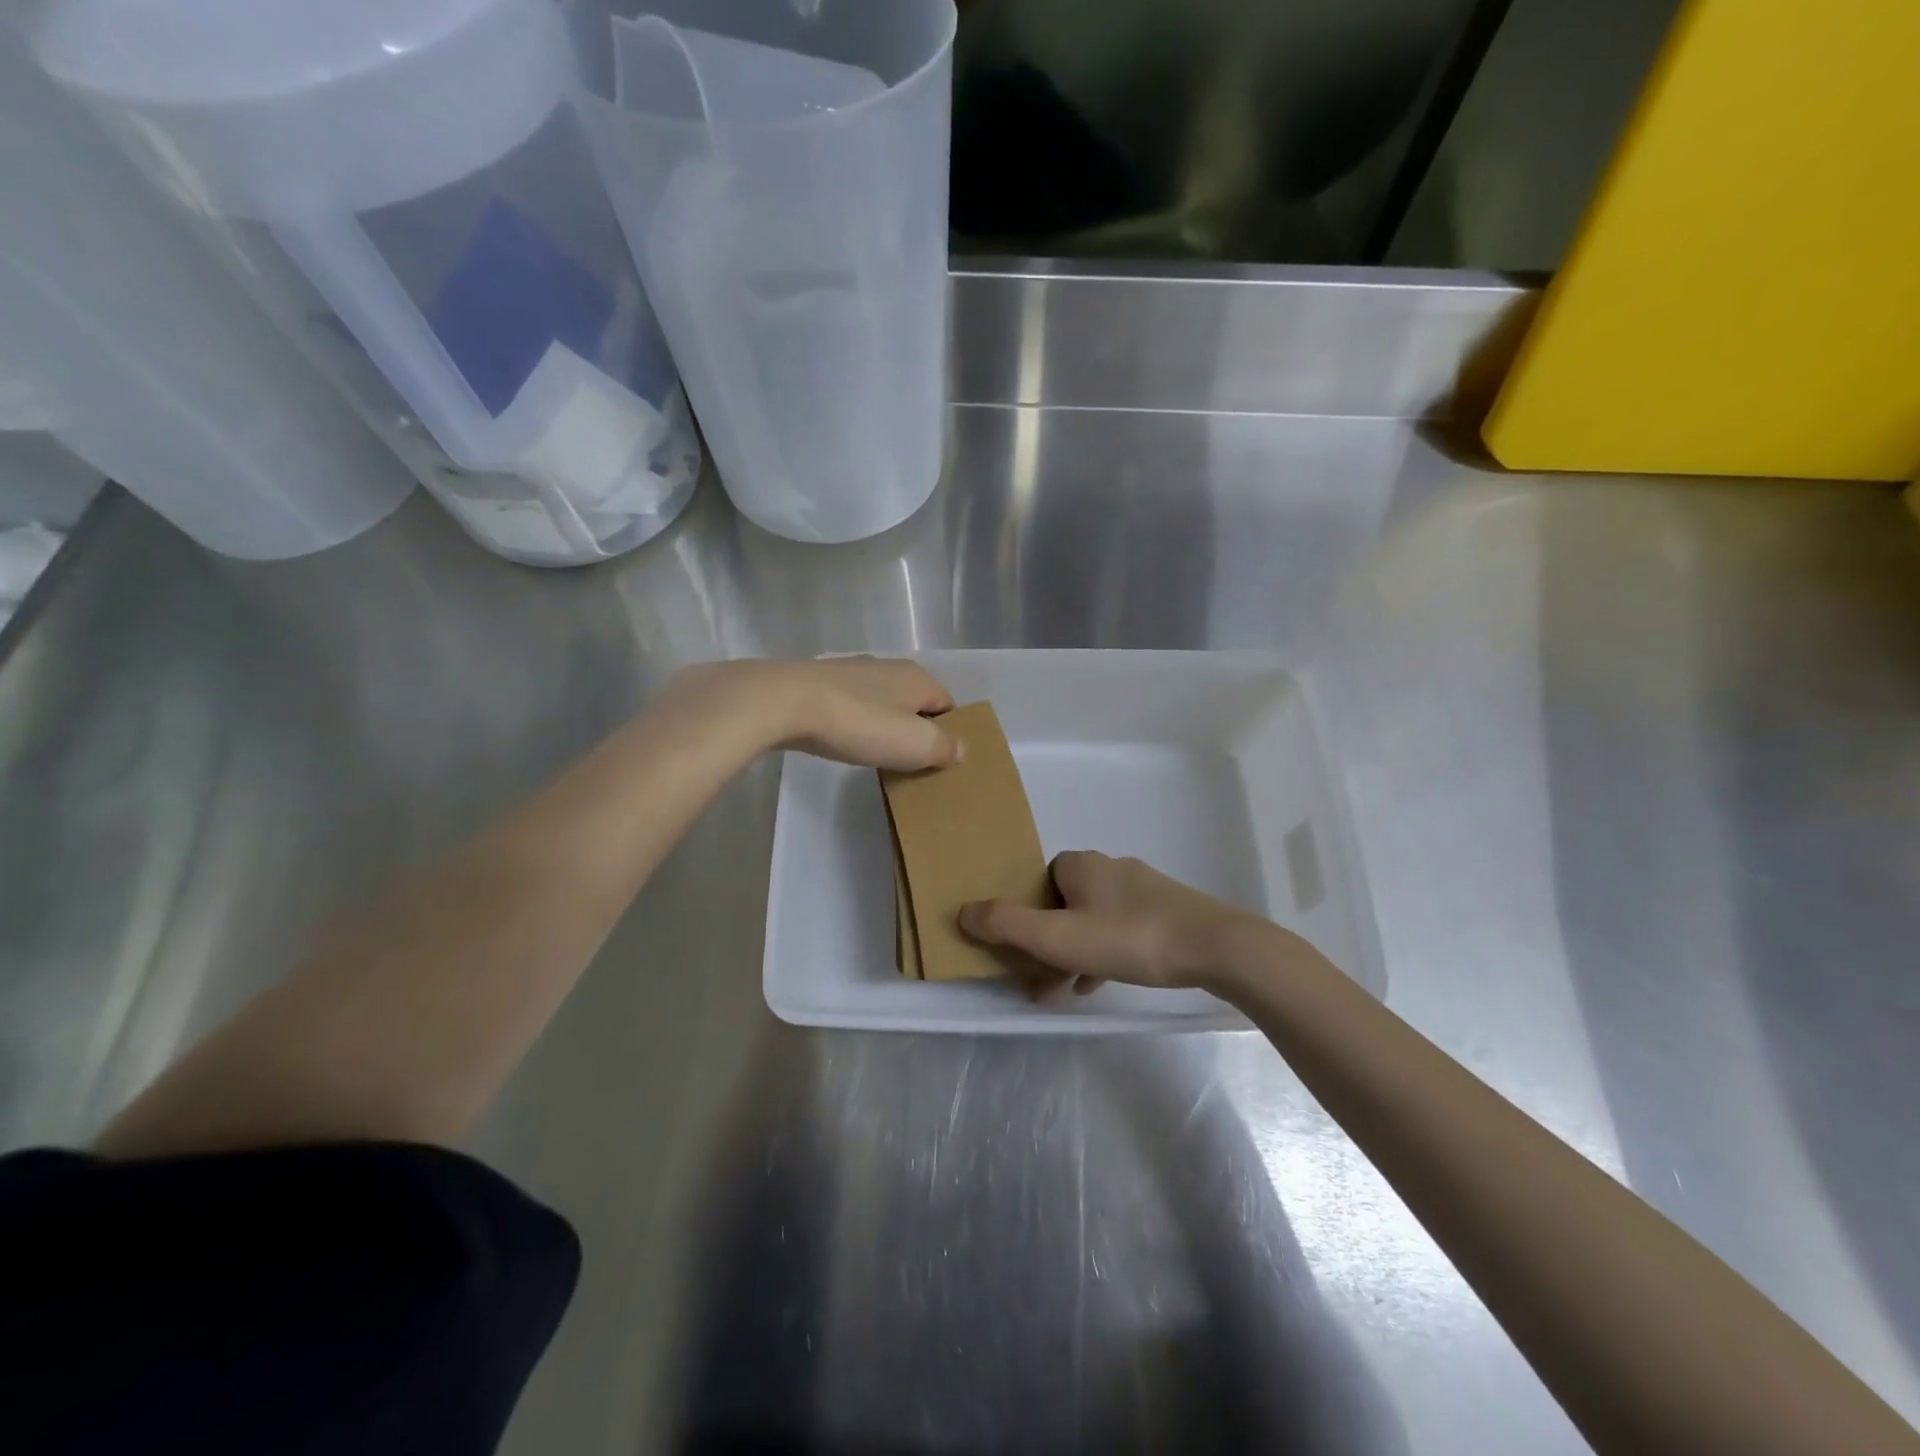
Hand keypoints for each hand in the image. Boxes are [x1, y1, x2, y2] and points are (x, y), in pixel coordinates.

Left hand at [661, 656, 960, 771]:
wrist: (785, 702)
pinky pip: (853, 704)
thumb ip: (944, 747)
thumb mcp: (914, 744)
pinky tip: (844, 739)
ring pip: (883, 701)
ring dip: (884, 725)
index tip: (940, 762)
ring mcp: (853, 671)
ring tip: (876, 754)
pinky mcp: (822, 681)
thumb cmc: (859, 723)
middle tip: (910, 763)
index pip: (948, 706)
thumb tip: (961, 749)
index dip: (949, 734)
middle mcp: (890, 667)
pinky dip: (856, 721)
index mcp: (919, 678)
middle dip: (916, 729)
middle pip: (915, 702)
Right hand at [960, 851, 1279, 994]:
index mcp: (1080, 864)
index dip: (1026, 912)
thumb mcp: (1058, 937)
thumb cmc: (1128, 937)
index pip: (1039, 880)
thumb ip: (1007, 925)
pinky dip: (1105, 953)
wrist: (1213, 946)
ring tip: (1066, 989)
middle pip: (1064, 902)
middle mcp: (1110, 867)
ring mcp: (1143, 888)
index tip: (1023, 948)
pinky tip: (1100, 983)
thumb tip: (963, 911)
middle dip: (1049, 940)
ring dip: (1075, 951)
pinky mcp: (1167, 910)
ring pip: (1093, 919)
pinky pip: (1123, 930)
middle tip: (1040, 979)